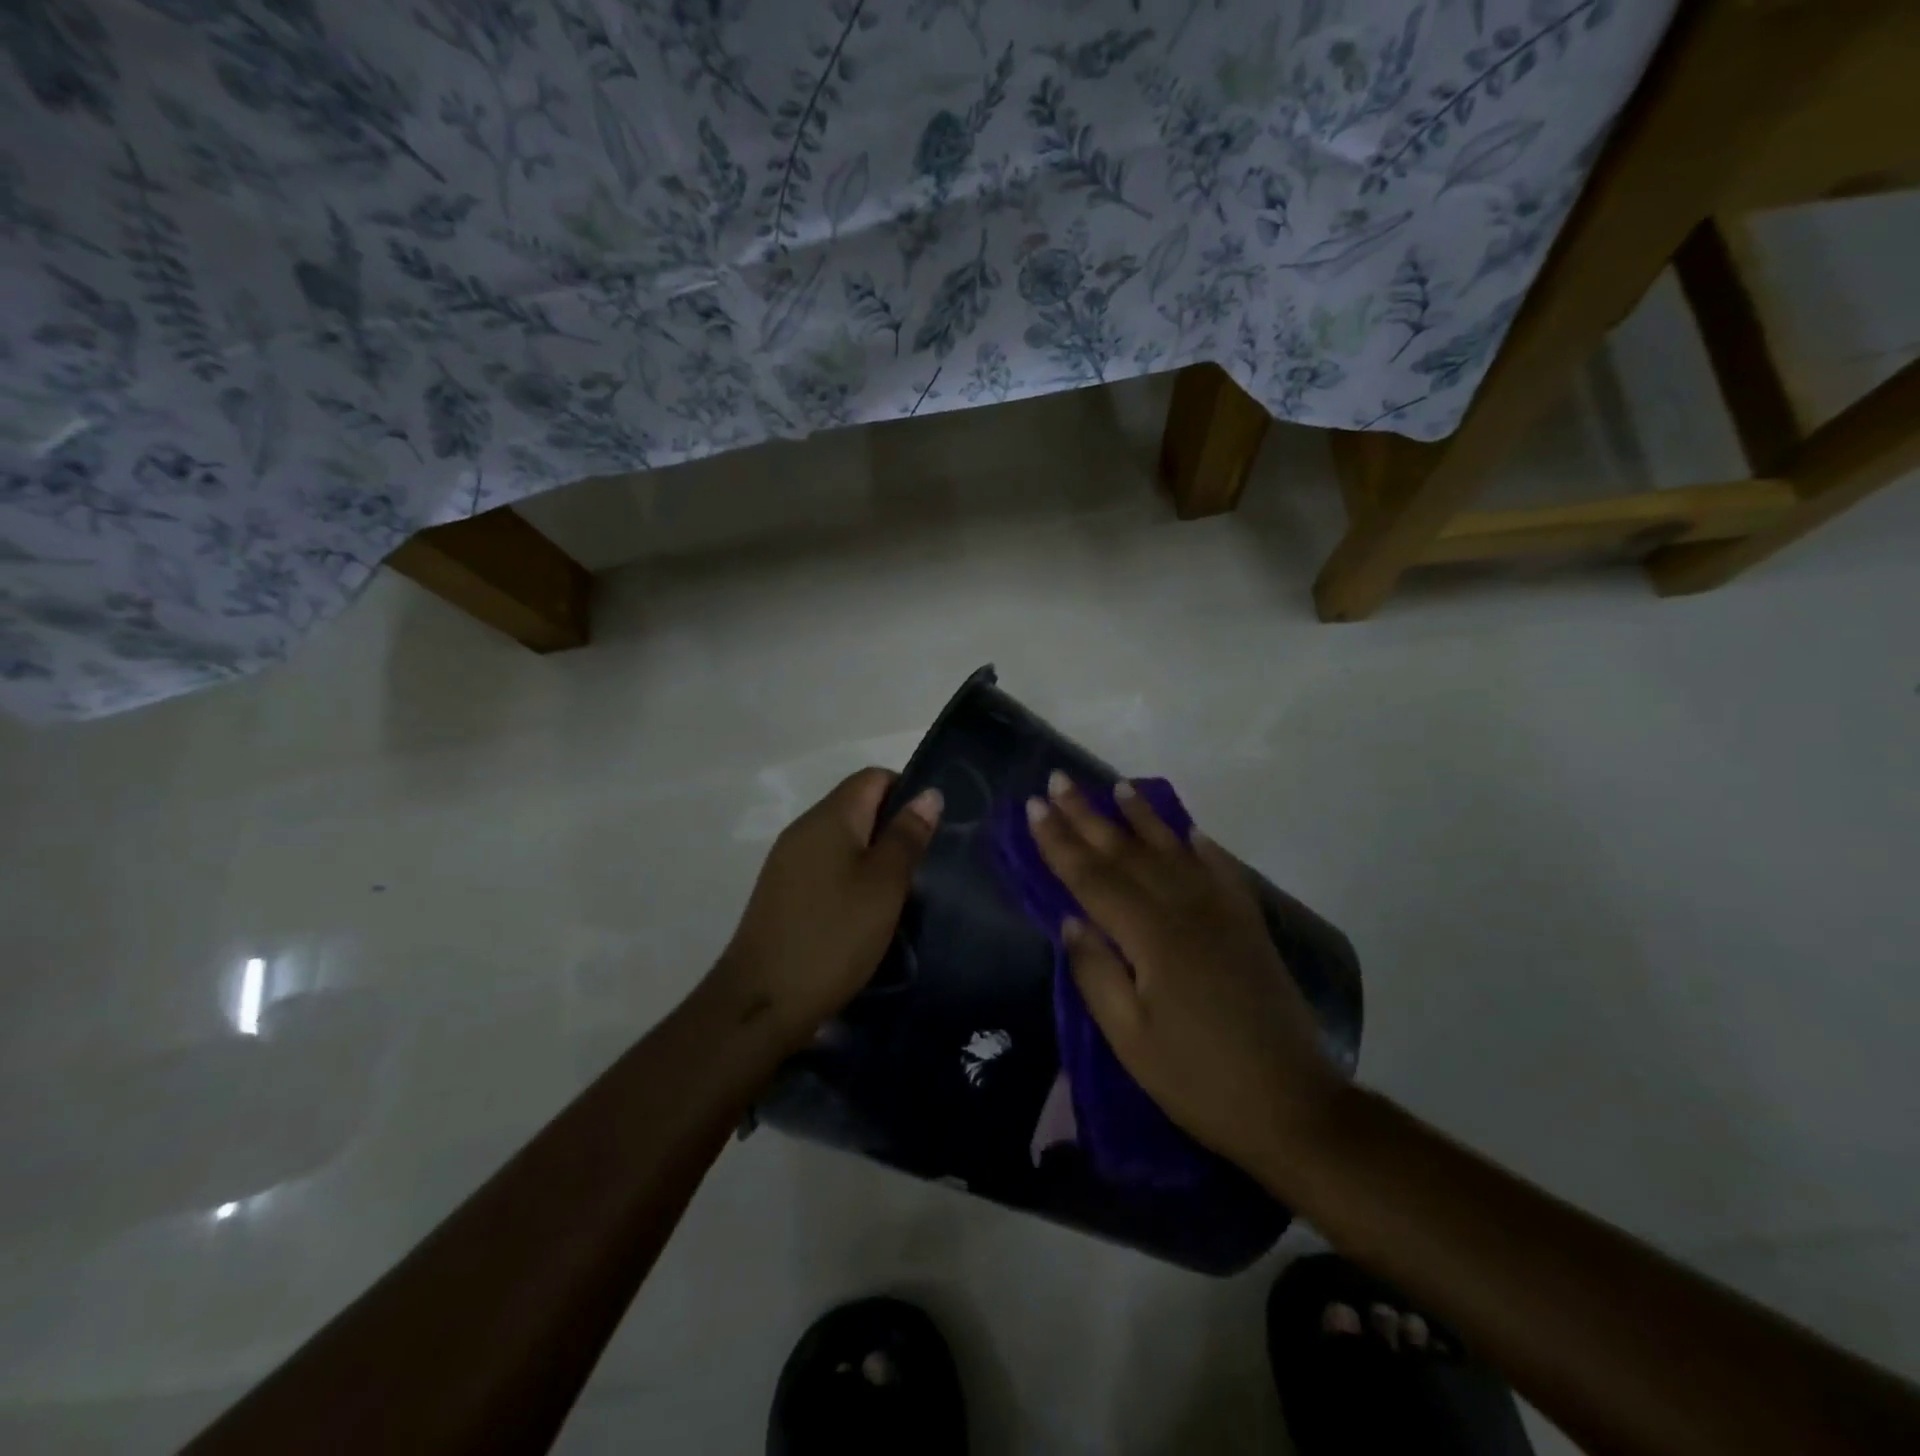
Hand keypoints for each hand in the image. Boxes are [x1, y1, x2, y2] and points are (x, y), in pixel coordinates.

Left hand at [711, 768, 941, 1048]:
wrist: (762, 1001)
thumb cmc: (833, 936)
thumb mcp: (884, 885)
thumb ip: (907, 836)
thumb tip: (928, 793)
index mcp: (829, 817)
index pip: (873, 777)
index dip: (907, 791)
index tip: (931, 830)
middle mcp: (804, 829)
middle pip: (857, 806)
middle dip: (893, 827)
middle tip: (924, 865)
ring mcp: (788, 861)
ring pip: (842, 839)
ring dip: (873, 856)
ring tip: (901, 892)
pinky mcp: (782, 891)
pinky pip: (826, 866)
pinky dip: (851, 877)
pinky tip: (866, 912)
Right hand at [1028, 773, 1342, 1175]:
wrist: (1291, 1106)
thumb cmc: (1197, 1079)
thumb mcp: (1130, 1039)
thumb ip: (1096, 973)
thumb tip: (1070, 920)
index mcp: (1151, 937)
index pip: (1092, 877)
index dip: (1058, 842)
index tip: (1033, 807)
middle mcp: (1185, 910)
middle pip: (1127, 852)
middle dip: (1087, 815)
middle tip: (1059, 781)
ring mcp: (1222, 913)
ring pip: (1173, 850)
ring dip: (1141, 817)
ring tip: (1117, 787)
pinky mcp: (1248, 926)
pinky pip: (1221, 871)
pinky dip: (1202, 847)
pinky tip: (1189, 831)